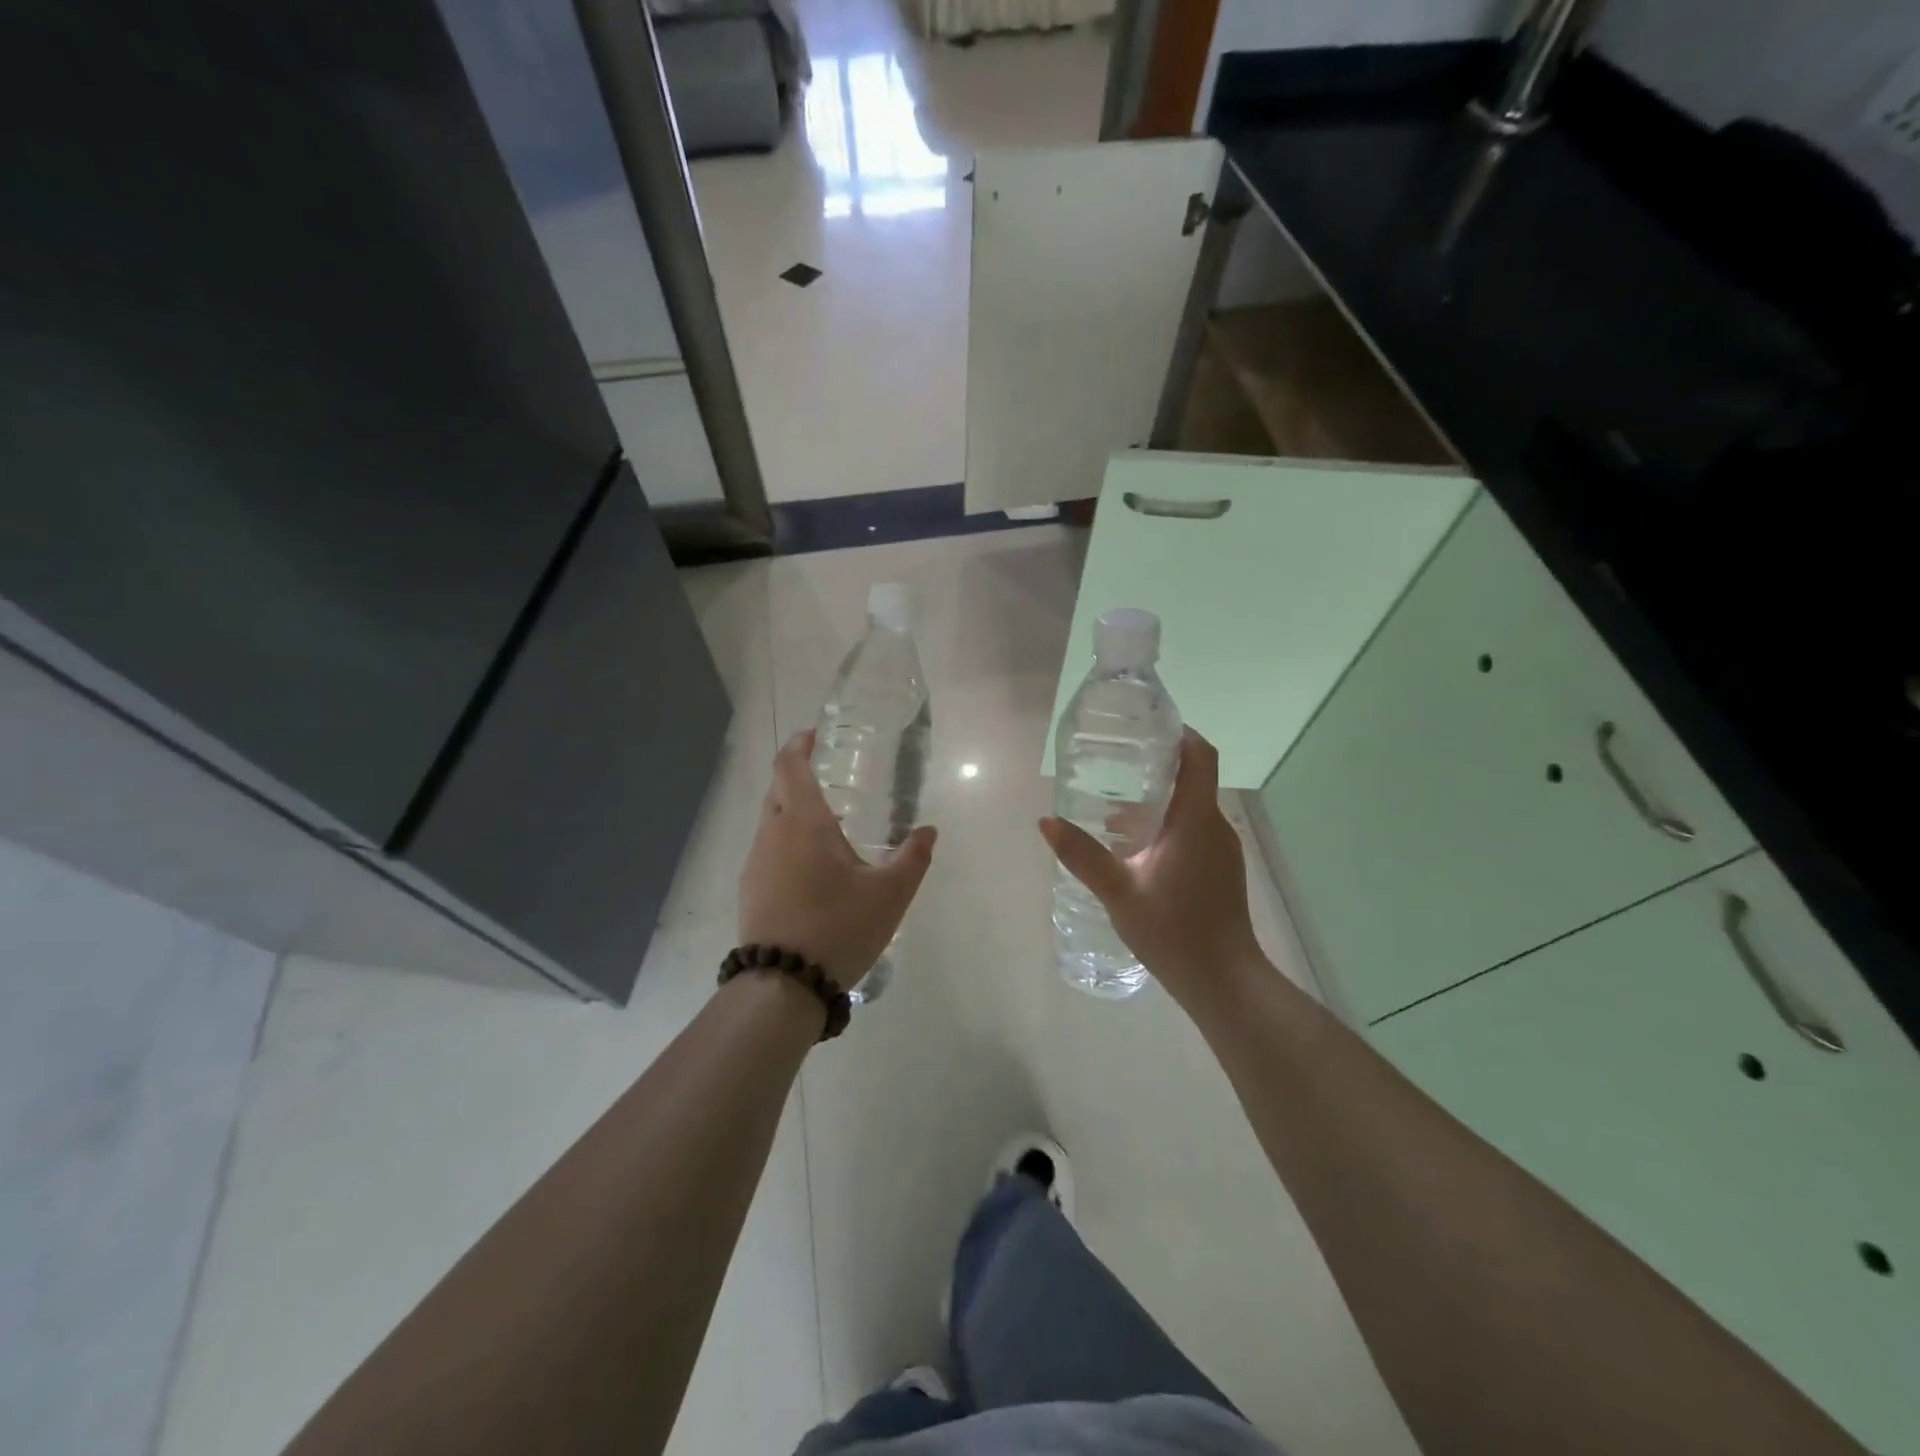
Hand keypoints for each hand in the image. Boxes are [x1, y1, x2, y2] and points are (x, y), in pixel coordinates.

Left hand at [739, 730, 937, 988]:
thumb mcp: (890, 894)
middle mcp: (772, 833)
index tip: (814, 735)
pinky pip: (767, 848)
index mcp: (803, 822)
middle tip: (828, 776)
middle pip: (777, 788)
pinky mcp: (750, 888)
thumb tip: (929, 831)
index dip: (799, 744)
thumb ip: (913, 858)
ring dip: (791, 810)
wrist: (783, 984)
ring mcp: (755, 862)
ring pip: (770, 819)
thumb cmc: (839, 927)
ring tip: (825, 824)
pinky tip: (809, 866)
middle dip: (797, 774)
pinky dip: (785, 840)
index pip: (790, 765)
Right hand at [1039, 728, 1263, 1012]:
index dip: (1181, 733)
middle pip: (1193, 780)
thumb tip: (1046, 821)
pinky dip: (1166, 826)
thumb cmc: (1174, 931)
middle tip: (1116, 763)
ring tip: (1113, 808)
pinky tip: (1134, 849)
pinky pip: (1193, 832)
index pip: (1200, 757)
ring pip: (1191, 810)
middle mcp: (1216, 827)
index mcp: (1197, 821)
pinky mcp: (1220, 872)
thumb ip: (1083, 855)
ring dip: (1158, 801)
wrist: (1225, 982)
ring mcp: (1222, 851)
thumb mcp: (1119, 891)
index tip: (1149, 725)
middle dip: (1158, 766)